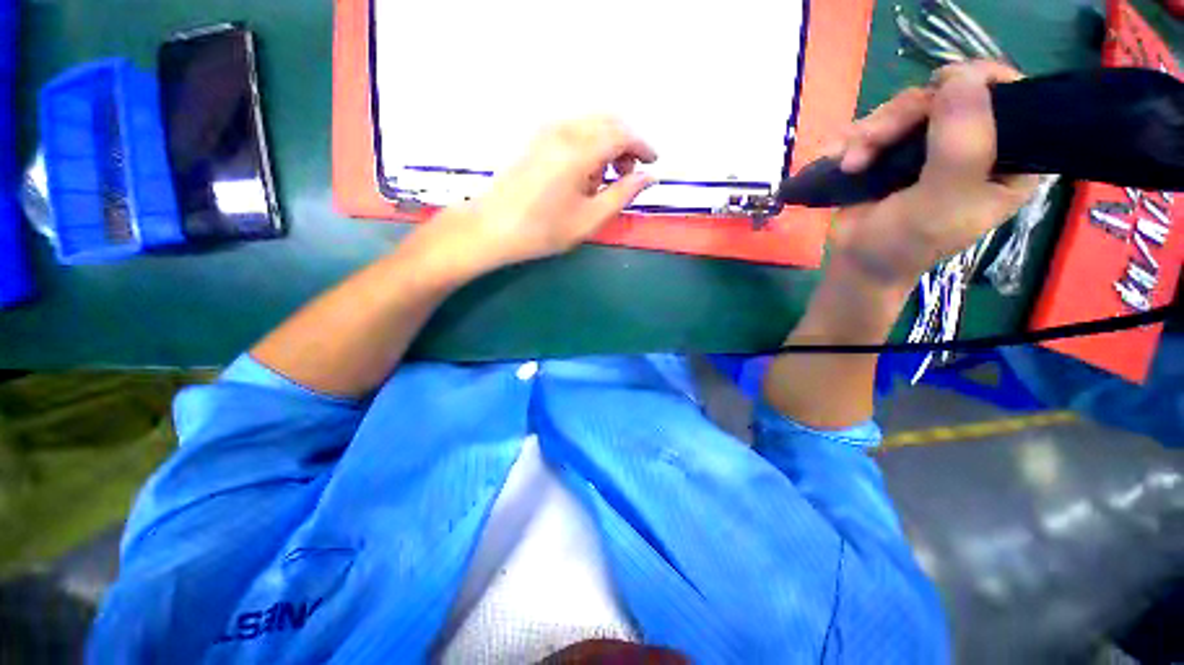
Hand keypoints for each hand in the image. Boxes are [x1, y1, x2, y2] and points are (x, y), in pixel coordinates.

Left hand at [434, 116, 657, 269]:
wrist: (493, 228)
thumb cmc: (543, 230)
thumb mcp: (590, 219)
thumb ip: (622, 194)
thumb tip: (648, 177)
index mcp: (579, 150)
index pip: (623, 134)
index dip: (643, 146)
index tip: (653, 164)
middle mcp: (564, 129)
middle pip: (608, 121)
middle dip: (627, 143)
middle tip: (628, 175)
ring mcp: (546, 130)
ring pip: (591, 122)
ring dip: (608, 143)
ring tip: (604, 180)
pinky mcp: (536, 137)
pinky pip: (573, 128)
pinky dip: (589, 143)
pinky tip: (584, 172)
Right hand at [828, 61, 1040, 288]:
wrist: (857, 263)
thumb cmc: (905, 244)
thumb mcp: (941, 202)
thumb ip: (961, 146)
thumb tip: (961, 77)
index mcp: (1010, 158)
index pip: (1012, 96)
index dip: (976, 83)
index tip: (938, 92)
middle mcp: (976, 142)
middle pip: (948, 94)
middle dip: (902, 116)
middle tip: (871, 144)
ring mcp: (933, 143)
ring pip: (908, 105)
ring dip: (871, 131)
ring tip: (850, 164)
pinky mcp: (897, 149)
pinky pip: (879, 121)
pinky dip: (853, 137)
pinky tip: (837, 158)